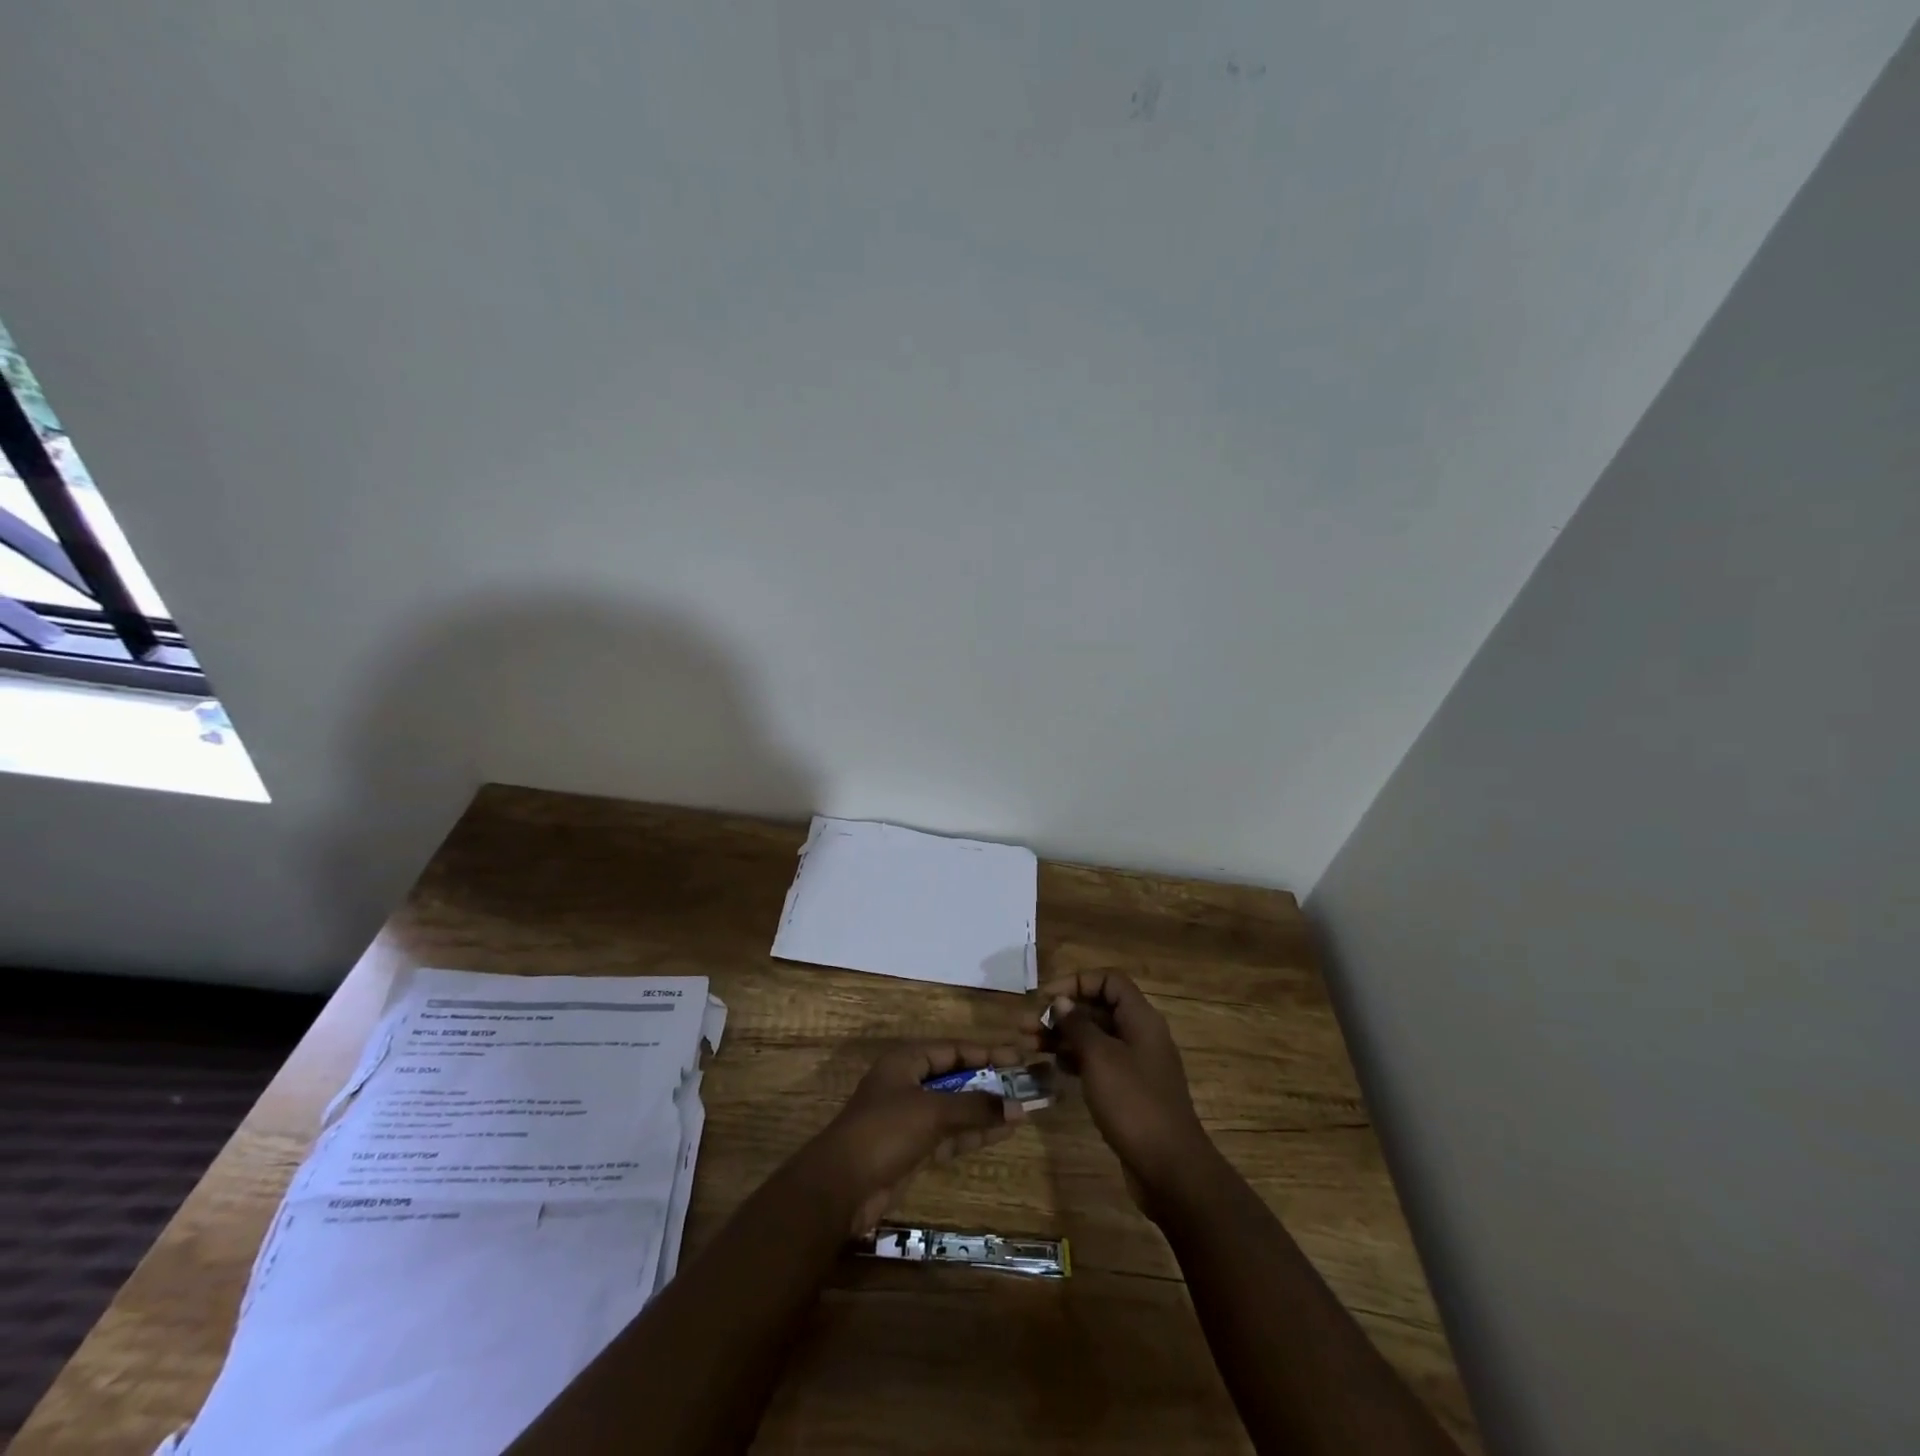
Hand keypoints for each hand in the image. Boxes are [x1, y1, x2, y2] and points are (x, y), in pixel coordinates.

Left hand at [809, 1041, 1029, 1233]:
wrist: (841, 1186)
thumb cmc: (885, 1132)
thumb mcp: (932, 1112)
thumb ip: (975, 1107)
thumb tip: (1018, 1106)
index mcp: (906, 1062)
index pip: (953, 1050)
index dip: (986, 1052)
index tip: (1018, 1057)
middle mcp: (909, 1084)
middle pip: (956, 1077)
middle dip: (989, 1083)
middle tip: (1025, 1085)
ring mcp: (910, 1118)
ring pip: (955, 1108)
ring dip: (985, 1110)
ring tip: (1023, 1110)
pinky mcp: (913, 1148)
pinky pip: (950, 1133)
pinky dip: (973, 1133)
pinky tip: (1001, 1132)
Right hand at [1031, 971, 1212, 1216]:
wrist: (1170, 1168)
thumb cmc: (1133, 1103)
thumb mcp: (1100, 1058)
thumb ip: (1078, 1025)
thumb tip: (1061, 1001)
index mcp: (1140, 1019)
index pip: (1109, 980)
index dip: (1077, 982)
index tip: (1046, 998)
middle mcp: (1140, 1035)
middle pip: (1098, 1008)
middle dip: (1062, 1012)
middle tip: (1025, 1026)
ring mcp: (1136, 1064)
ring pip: (1095, 1037)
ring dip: (1063, 1036)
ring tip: (1029, 1045)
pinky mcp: (1129, 1090)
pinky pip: (1099, 1063)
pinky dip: (1075, 1060)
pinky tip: (1053, 1068)